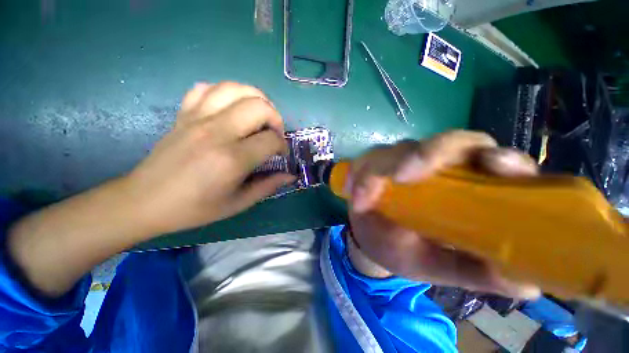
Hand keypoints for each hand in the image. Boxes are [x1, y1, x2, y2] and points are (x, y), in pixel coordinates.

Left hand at [125, 82, 294, 234]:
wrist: (145, 201)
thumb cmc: (195, 208)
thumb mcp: (238, 203)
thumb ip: (268, 186)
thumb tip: (290, 175)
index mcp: (232, 159)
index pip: (271, 139)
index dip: (282, 146)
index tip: (280, 154)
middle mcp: (216, 132)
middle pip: (259, 106)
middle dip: (275, 118)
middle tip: (273, 134)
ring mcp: (197, 118)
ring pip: (235, 89)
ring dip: (255, 99)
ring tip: (258, 116)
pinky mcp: (183, 114)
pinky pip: (207, 88)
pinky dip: (225, 93)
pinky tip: (230, 108)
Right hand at [346, 130, 540, 298]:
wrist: (373, 240)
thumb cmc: (408, 252)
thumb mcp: (441, 266)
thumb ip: (476, 271)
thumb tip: (527, 282)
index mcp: (469, 189)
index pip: (497, 161)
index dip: (501, 156)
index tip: (492, 164)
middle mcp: (438, 167)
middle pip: (448, 143)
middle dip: (426, 154)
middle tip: (399, 176)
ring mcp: (406, 161)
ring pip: (400, 149)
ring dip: (380, 168)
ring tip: (362, 196)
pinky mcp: (380, 162)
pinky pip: (370, 159)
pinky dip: (361, 172)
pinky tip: (353, 188)